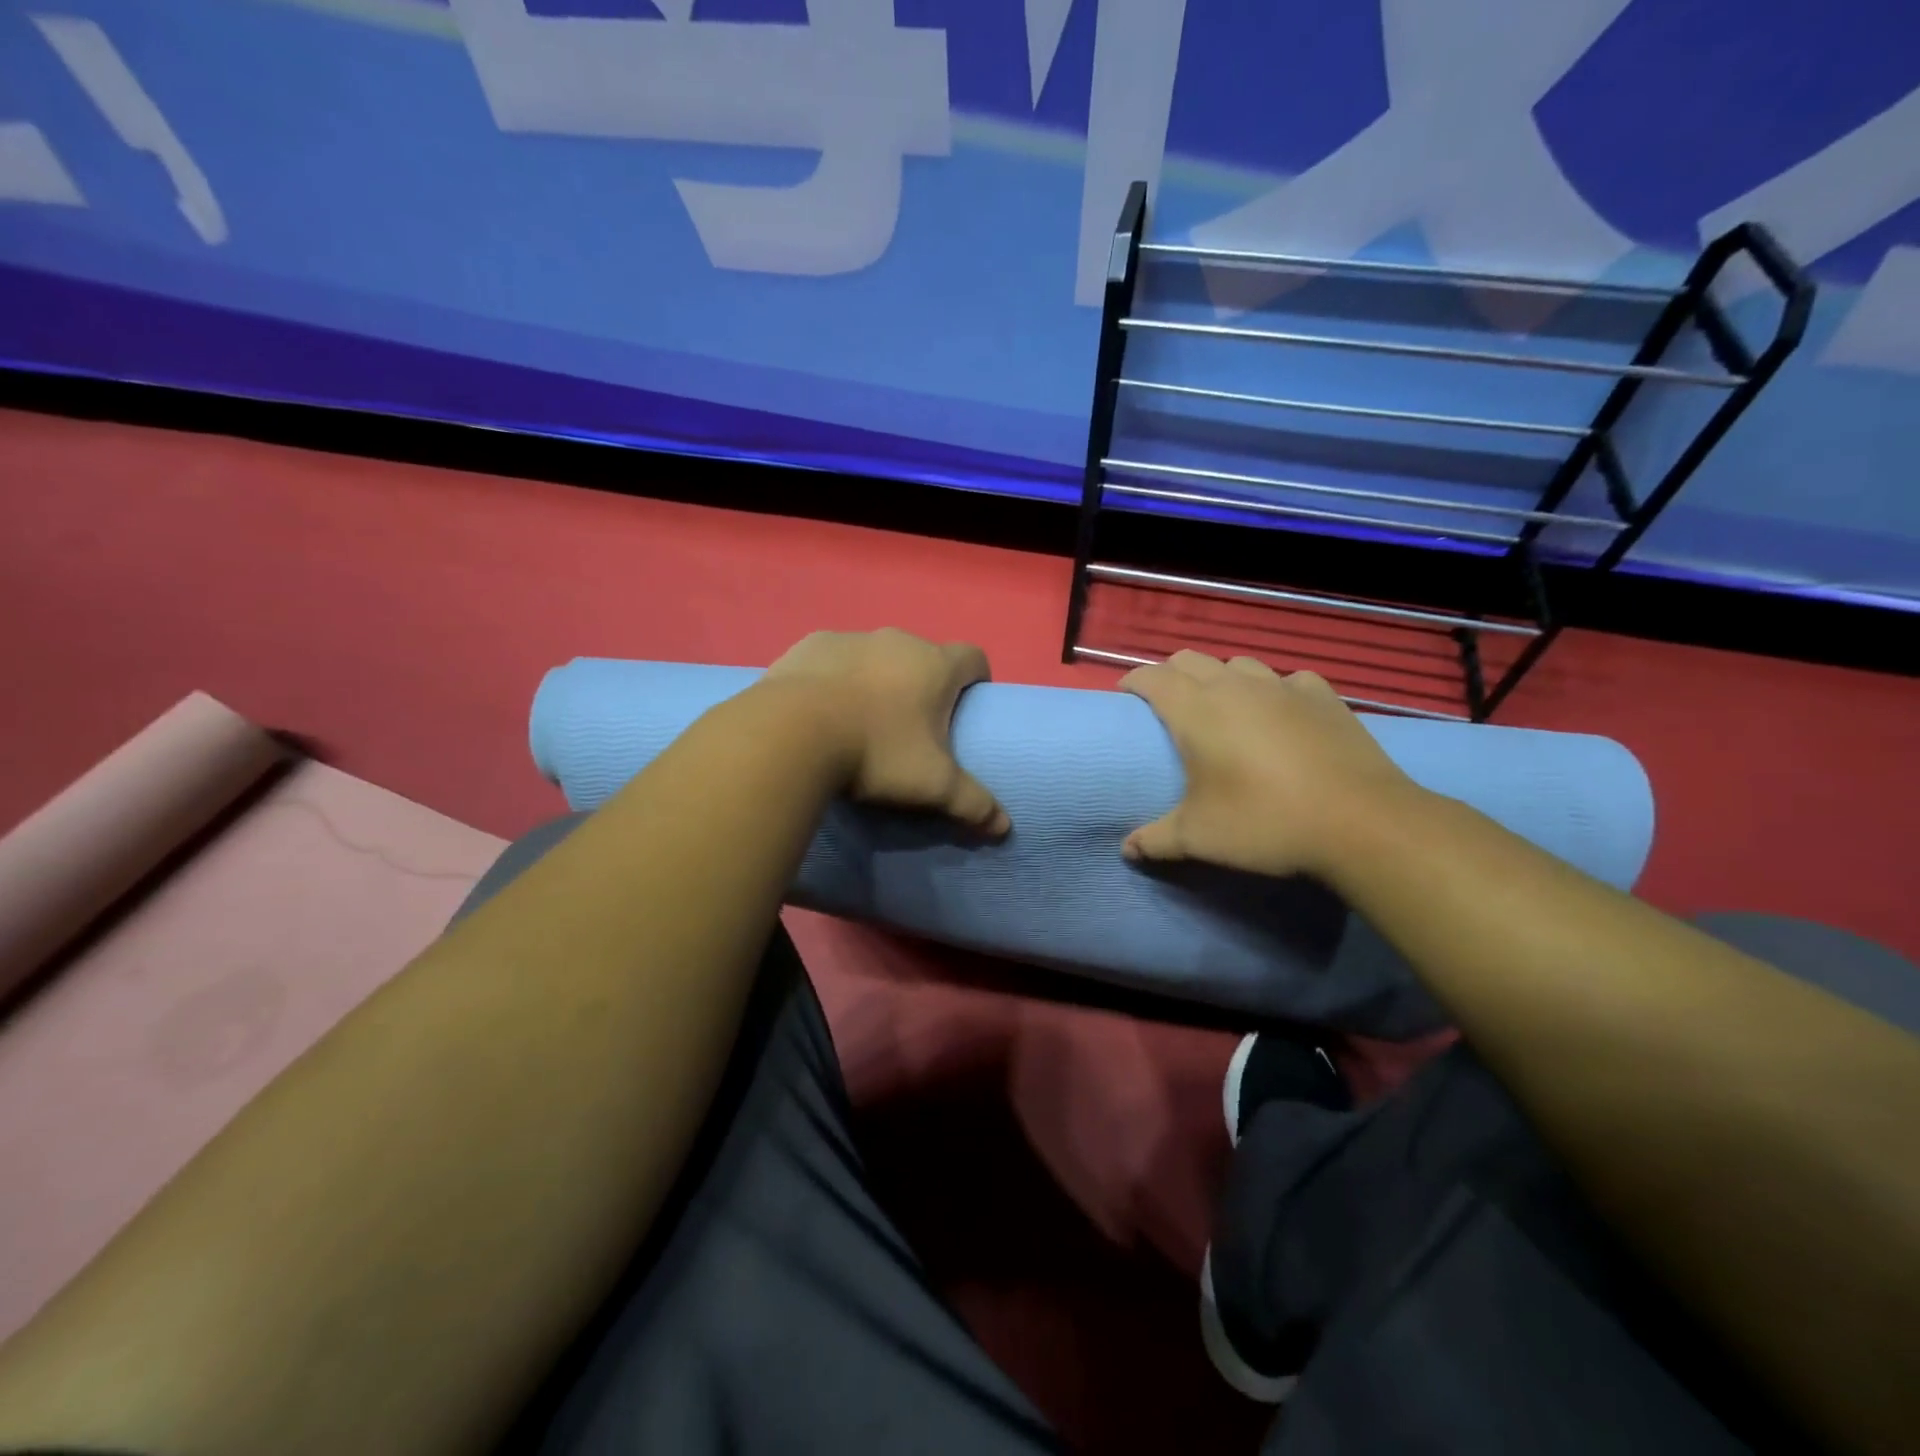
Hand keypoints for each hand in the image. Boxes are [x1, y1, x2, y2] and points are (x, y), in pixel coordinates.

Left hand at [762, 628, 1008, 836]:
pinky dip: (834, 678)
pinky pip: (832, 658)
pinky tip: (819, 709)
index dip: (976, 680)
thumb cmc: (876, 752)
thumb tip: (1004, 827)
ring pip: (876, 656)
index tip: (966, 707)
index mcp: (934, 665)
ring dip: (876, 679)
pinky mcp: (808, 645)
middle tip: (910, 727)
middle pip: (922, 657)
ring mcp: (849, 638)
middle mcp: (897, 640)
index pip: (974, 657)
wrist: (791, 734)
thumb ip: (973, 803)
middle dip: (922, 685)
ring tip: (859, 720)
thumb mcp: (932, 785)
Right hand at [1120, 651, 1420, 880]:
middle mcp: (1235, 686)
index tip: (1124, 698)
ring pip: (1238, 664)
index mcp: (1196, 710)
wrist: (1362, 822)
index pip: (1152, 677)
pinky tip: (1280, 714)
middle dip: (1171, 674)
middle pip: (1190, 659)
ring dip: (1221, 678)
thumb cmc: (1266, 823)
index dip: (1133, 682)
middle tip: (1167, 705)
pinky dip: (1273, 690)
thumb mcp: (1199, 838)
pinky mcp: (1324, 696)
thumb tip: (1127, 850)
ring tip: (1222, 708)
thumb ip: (1156, 840)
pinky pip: (1287, 680)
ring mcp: (1283, 686)